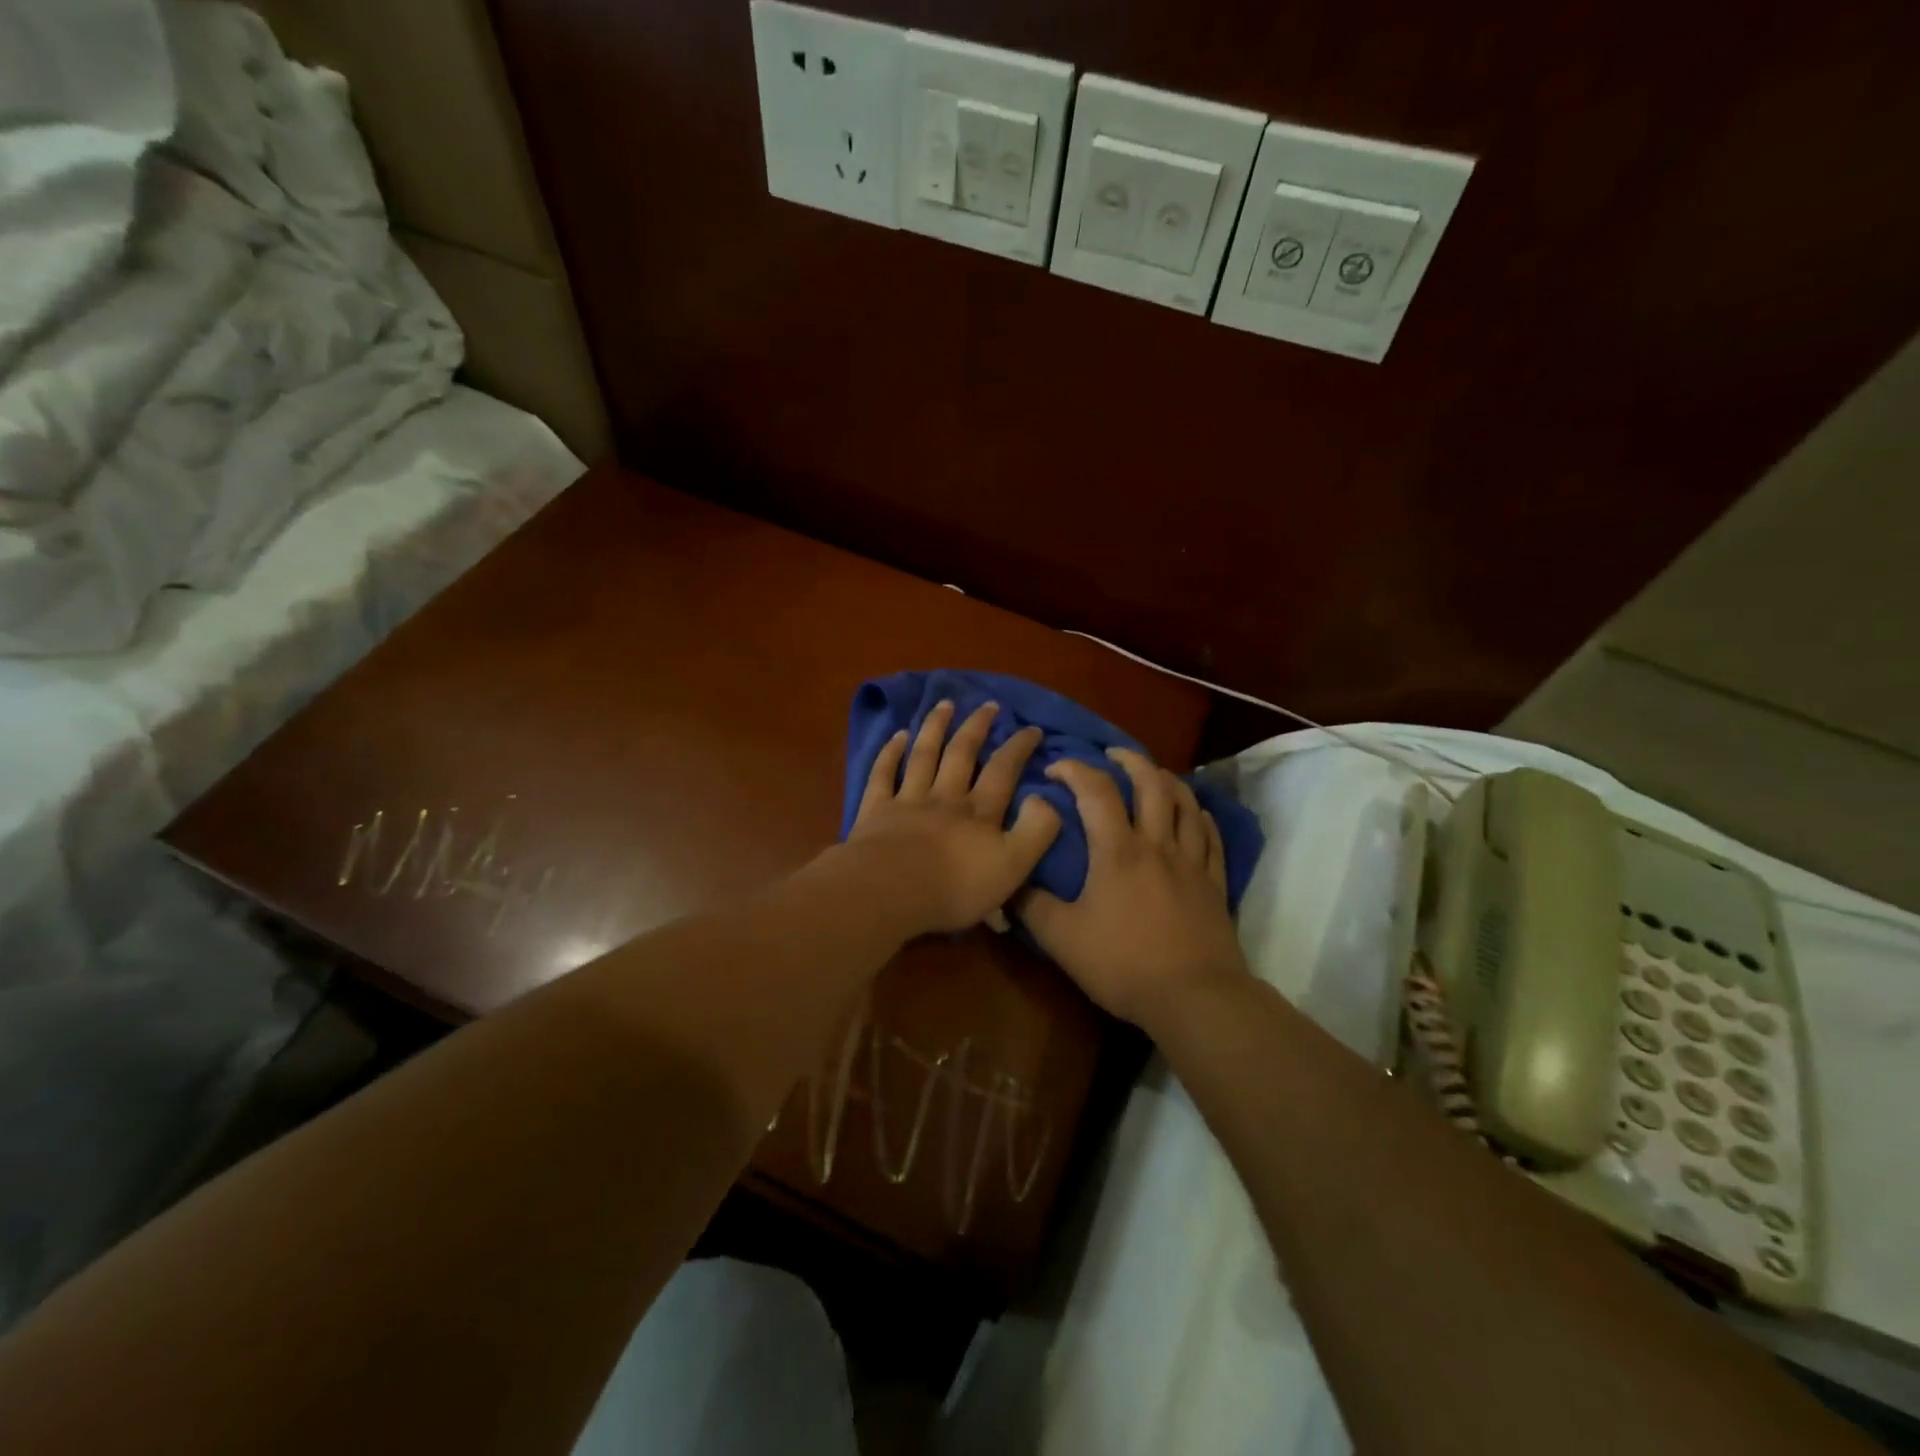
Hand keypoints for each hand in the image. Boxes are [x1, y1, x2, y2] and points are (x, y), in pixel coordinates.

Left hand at [846, 700, 1061, 934]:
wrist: (891, 892)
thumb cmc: (955, 887)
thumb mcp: (1013, 865)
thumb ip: (1037, 830)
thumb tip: (1044, 798)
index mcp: (979, 812)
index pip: (1003, 770)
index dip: (1019, 747)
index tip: (1032, 728)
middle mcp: (945, 797)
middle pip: (962, 754)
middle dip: (977, 727)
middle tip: (988, 705)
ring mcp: (908, 800)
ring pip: (924, 755)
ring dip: (936, 727)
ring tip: (945, 704)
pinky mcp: (876, 811)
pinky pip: (883, 774)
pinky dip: (891, 752)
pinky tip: (898, 735)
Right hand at [1017, 747, 1246, 1027]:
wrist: (1194, 997)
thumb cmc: (1123, 964)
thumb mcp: (1062, 939)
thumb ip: (1031, 906)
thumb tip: (1007, 882)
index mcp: (1117, 850)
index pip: (1095, 790)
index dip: (1074, 769)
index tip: (1055, 768)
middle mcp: (1156, 844)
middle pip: (1151, 783)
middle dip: (1129, 760)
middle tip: (1111, 755)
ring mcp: (1191, 862)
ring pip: (1185, 803)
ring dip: (1167, 780)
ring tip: (1153, 775)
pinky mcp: (1214, 883)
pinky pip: (1211, 837)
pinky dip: (1200, 816)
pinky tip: (1195, 814)